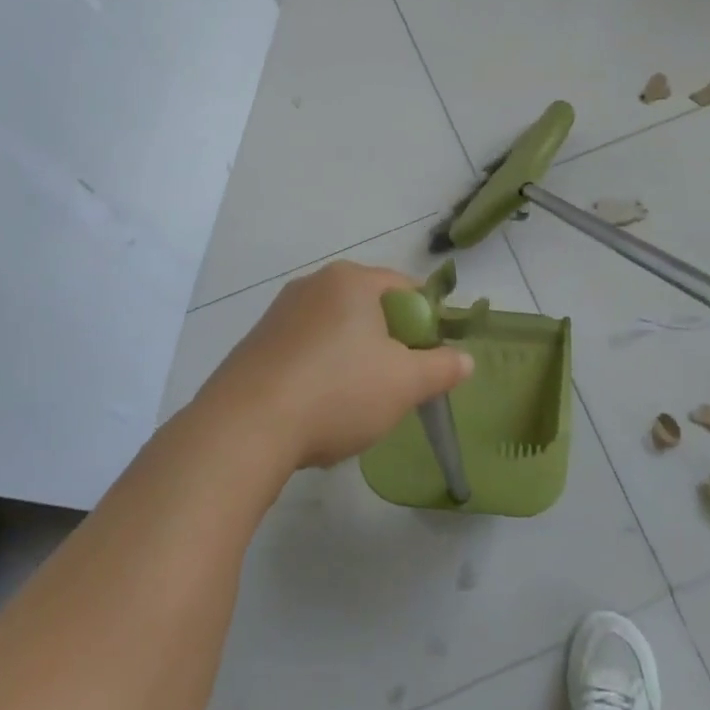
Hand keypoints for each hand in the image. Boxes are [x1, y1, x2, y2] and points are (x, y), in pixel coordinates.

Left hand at [203, 261, 473, 469]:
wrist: (244, 428)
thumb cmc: (338, 392)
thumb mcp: (405, 383)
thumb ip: (442, 367)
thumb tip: (465, 359)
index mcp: (352, 280)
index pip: (406, 288)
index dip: (428, 321)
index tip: (432, 359)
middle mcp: (313, 284)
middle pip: (370, 309)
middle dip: (389, 343)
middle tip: (398, 384)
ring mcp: (279, 313)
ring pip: (336, 332)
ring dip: (354, 360)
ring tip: (356, 404)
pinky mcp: (256, 344)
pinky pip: (304, 351)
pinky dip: (320, 373)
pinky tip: (317, 410)